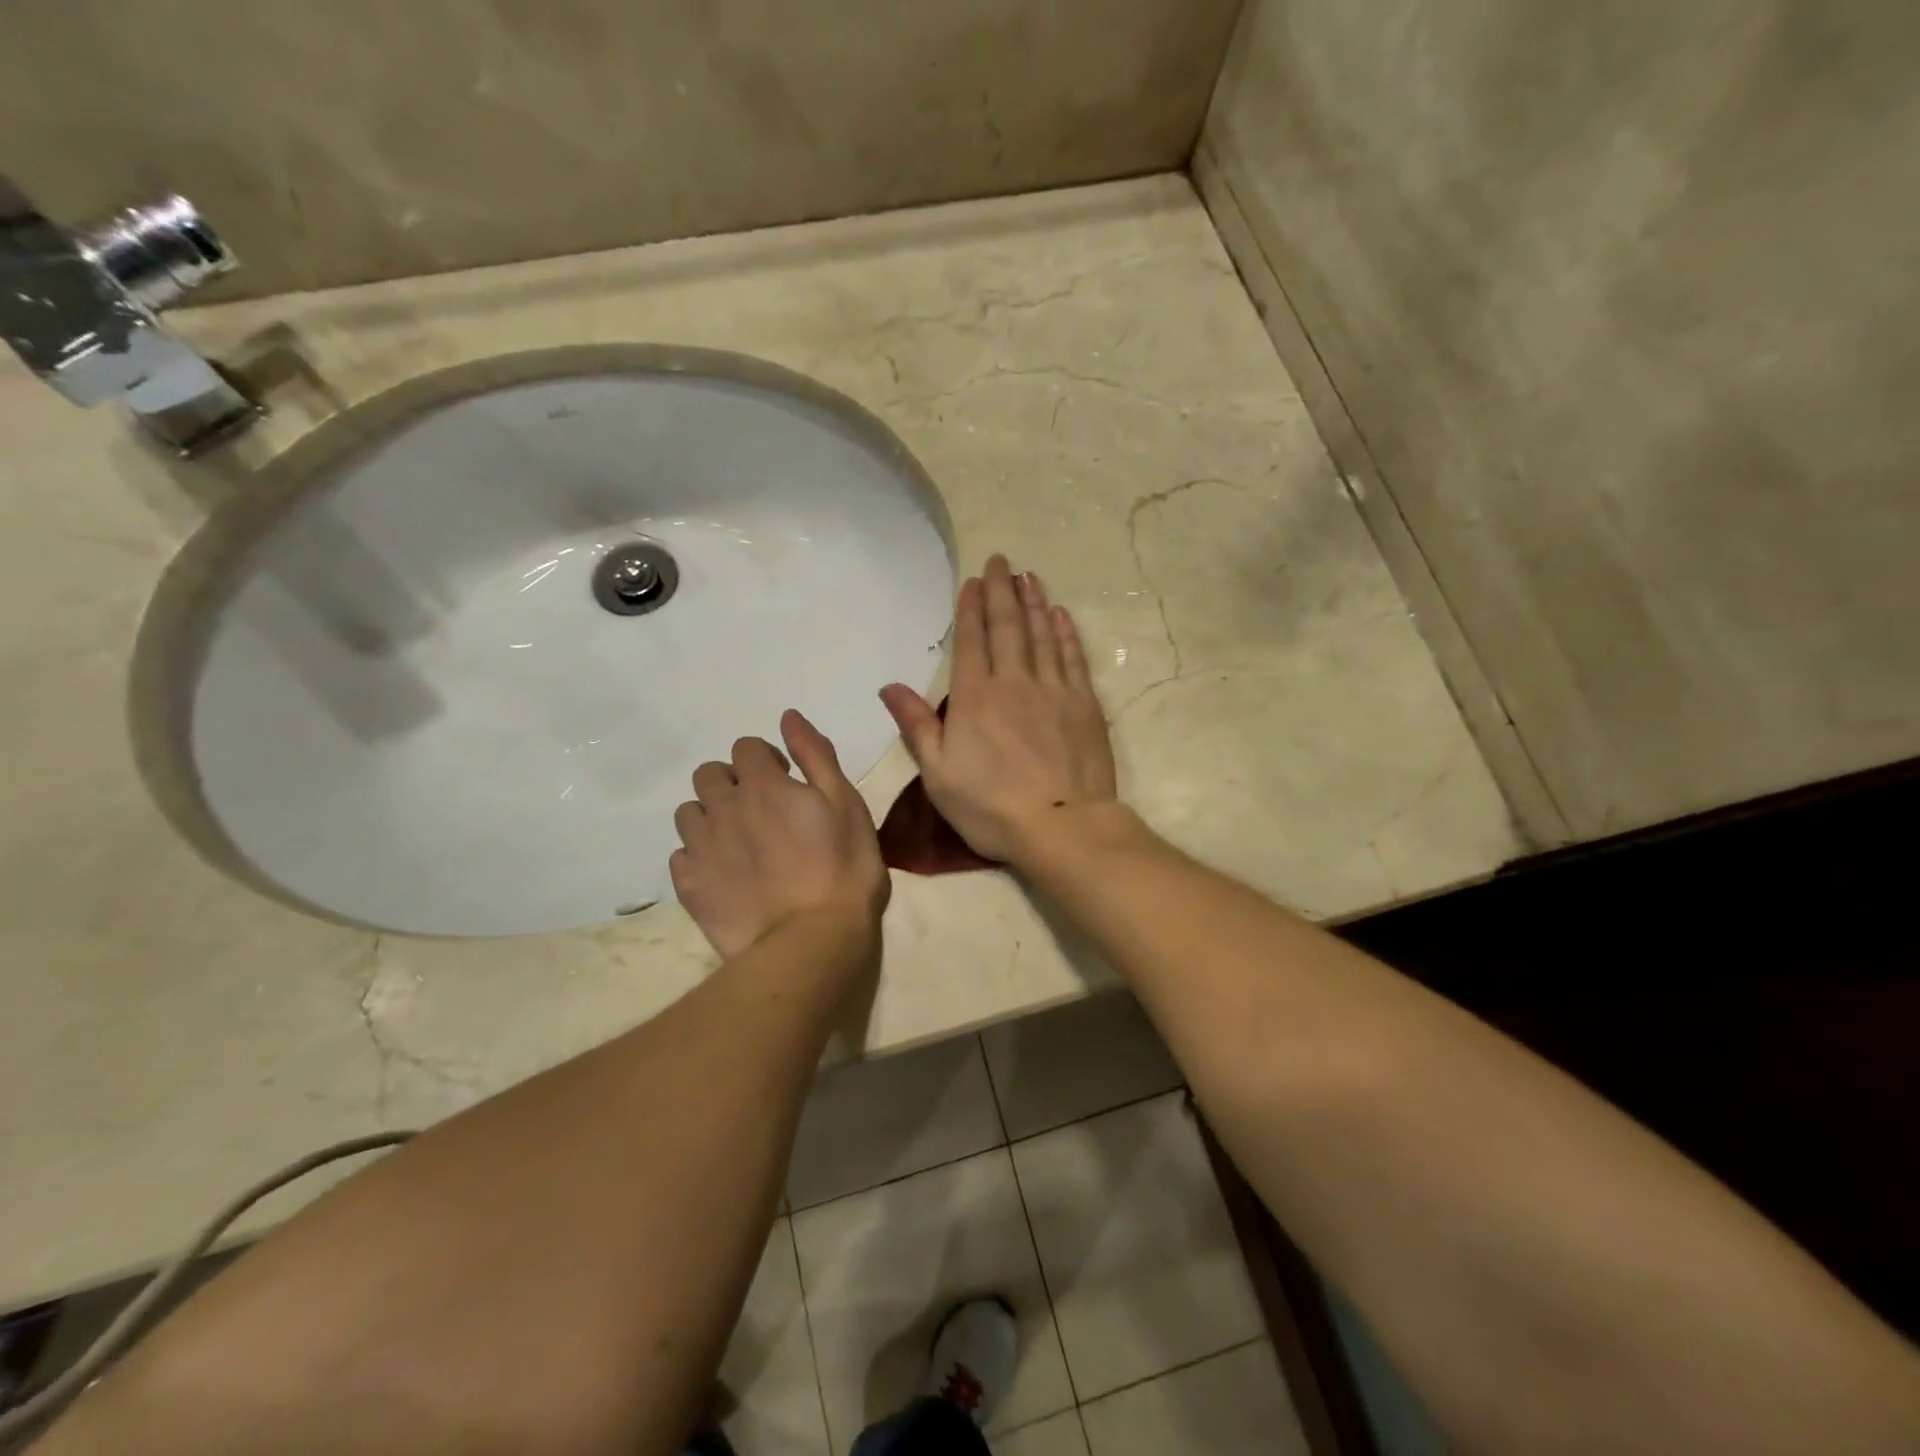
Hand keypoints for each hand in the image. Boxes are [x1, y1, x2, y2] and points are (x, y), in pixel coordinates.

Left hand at [670, 710, 889, 961]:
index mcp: (763, 784)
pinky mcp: (689, 886)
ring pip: (688, 812)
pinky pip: (681, 855)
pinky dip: (699, 856)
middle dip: (732, 782)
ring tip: (740, 842)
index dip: (766, 760)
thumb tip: (788, 717)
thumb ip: (815, 755)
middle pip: (709, 774)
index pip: (746, 747)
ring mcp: (701, 848)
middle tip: (762, 811)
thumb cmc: (844, 868)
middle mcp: (723, 807)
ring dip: (711, 816)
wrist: (812, 941)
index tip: (787, 782)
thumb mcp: (846, 803)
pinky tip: (725, 874)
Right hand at [880, 554, 1117, 864]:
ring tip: (1029, 577)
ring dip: (1034, 603)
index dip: (971, 608)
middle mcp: (1014, 683)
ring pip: (1042, 635)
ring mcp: (1054, 691)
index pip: (972, 642)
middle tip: (1001, 561)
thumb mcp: (939, 775)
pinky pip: (1073, 658)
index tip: (973, 580)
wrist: (1061, 826)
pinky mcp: (1084, 705)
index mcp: (975, 699)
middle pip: (1007, 628)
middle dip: (1001, 591)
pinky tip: (1061, 616)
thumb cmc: (991, 807)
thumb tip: (889, 686)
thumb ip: (917, 726)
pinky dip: (1066, 633)